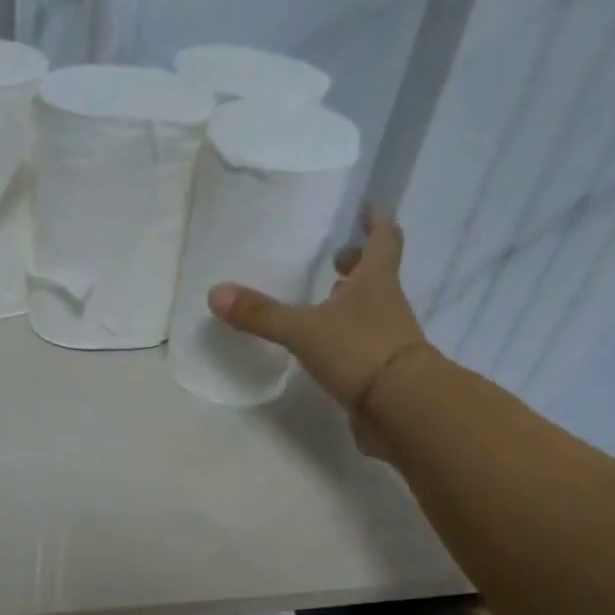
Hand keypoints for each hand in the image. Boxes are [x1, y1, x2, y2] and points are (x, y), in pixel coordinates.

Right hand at [208, 207, 434, 451]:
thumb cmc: (358, 351)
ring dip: (351, 302)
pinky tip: (327, 348)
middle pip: (377, 275)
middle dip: (358, 264)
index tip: (367, 208)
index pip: (383, 238)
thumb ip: (262, 314)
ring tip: (325, 303)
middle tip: (338, 259)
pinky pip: (363, 344)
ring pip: (370, 310)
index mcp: (376, 280)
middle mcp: (387, 304)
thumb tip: (215, 293)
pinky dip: (347, 339)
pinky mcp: (381, 371)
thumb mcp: (304, 330)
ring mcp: (387, 339)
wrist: (399, 406)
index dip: (375, 221)